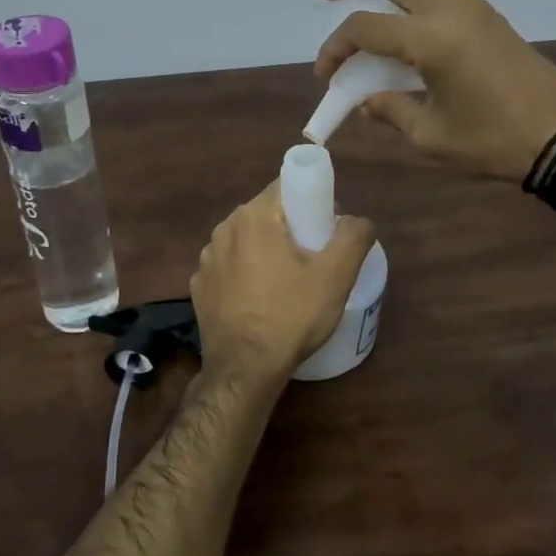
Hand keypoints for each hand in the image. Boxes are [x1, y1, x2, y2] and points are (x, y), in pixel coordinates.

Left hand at [190, 181, 375, 386]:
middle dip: (290, 227)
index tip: (325, 227)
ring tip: (287, 283)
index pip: (286, 186)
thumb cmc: (292, 316)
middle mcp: (224, 228)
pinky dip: (245, 275)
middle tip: (313, 258)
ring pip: (246, 240)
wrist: (244, 370)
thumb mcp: (336, 276)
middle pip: (266, 213)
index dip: (310, 200)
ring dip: (266, 251)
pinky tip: (259, 300)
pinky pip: (229, 267)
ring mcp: (206, 258)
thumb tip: (357, 219)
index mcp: (254, 216)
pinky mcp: (199, 285)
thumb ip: (354, 236)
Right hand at [315, 0, 555, 182]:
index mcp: (432, 39)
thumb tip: (368, 100)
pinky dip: (408, 4)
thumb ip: (391, 110)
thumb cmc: (494, 140)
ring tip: (359, 12)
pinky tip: (399, 34)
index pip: (365, 27)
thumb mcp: (431, 135)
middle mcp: (451, 9)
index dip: (335, 47)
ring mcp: (473, 9)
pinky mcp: (488, 19)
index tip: (325, 76)